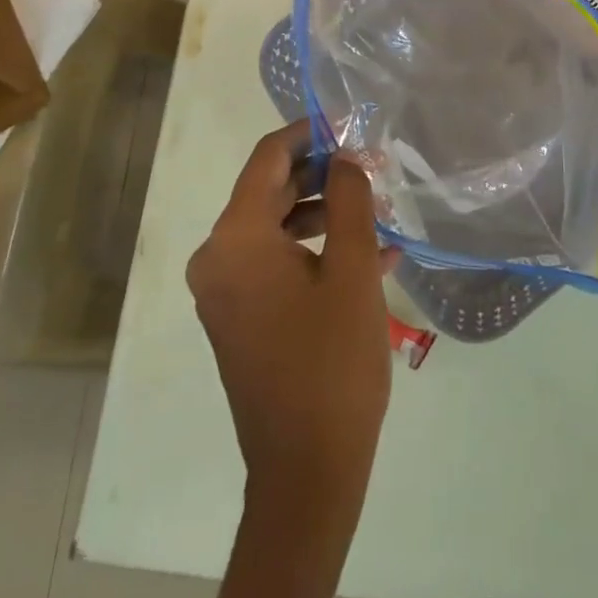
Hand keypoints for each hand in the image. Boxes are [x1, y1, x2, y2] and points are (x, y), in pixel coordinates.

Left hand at [187, 121, 393, 512]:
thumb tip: (346, 158)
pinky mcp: (241, 318)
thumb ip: (349, 201)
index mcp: (235, 240)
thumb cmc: (331, 363)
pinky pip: (277, 264)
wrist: (307, 473)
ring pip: (278, 228)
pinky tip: (370, 255)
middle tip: (373, 167)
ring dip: (327, 214)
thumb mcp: (351, 270)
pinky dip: (316, 252)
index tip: (349, 123)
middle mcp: (218, 259)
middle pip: (271, 191)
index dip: (308, 132)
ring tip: (379, 210)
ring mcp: (226, 292)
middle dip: (324, 175)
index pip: (268, 159)